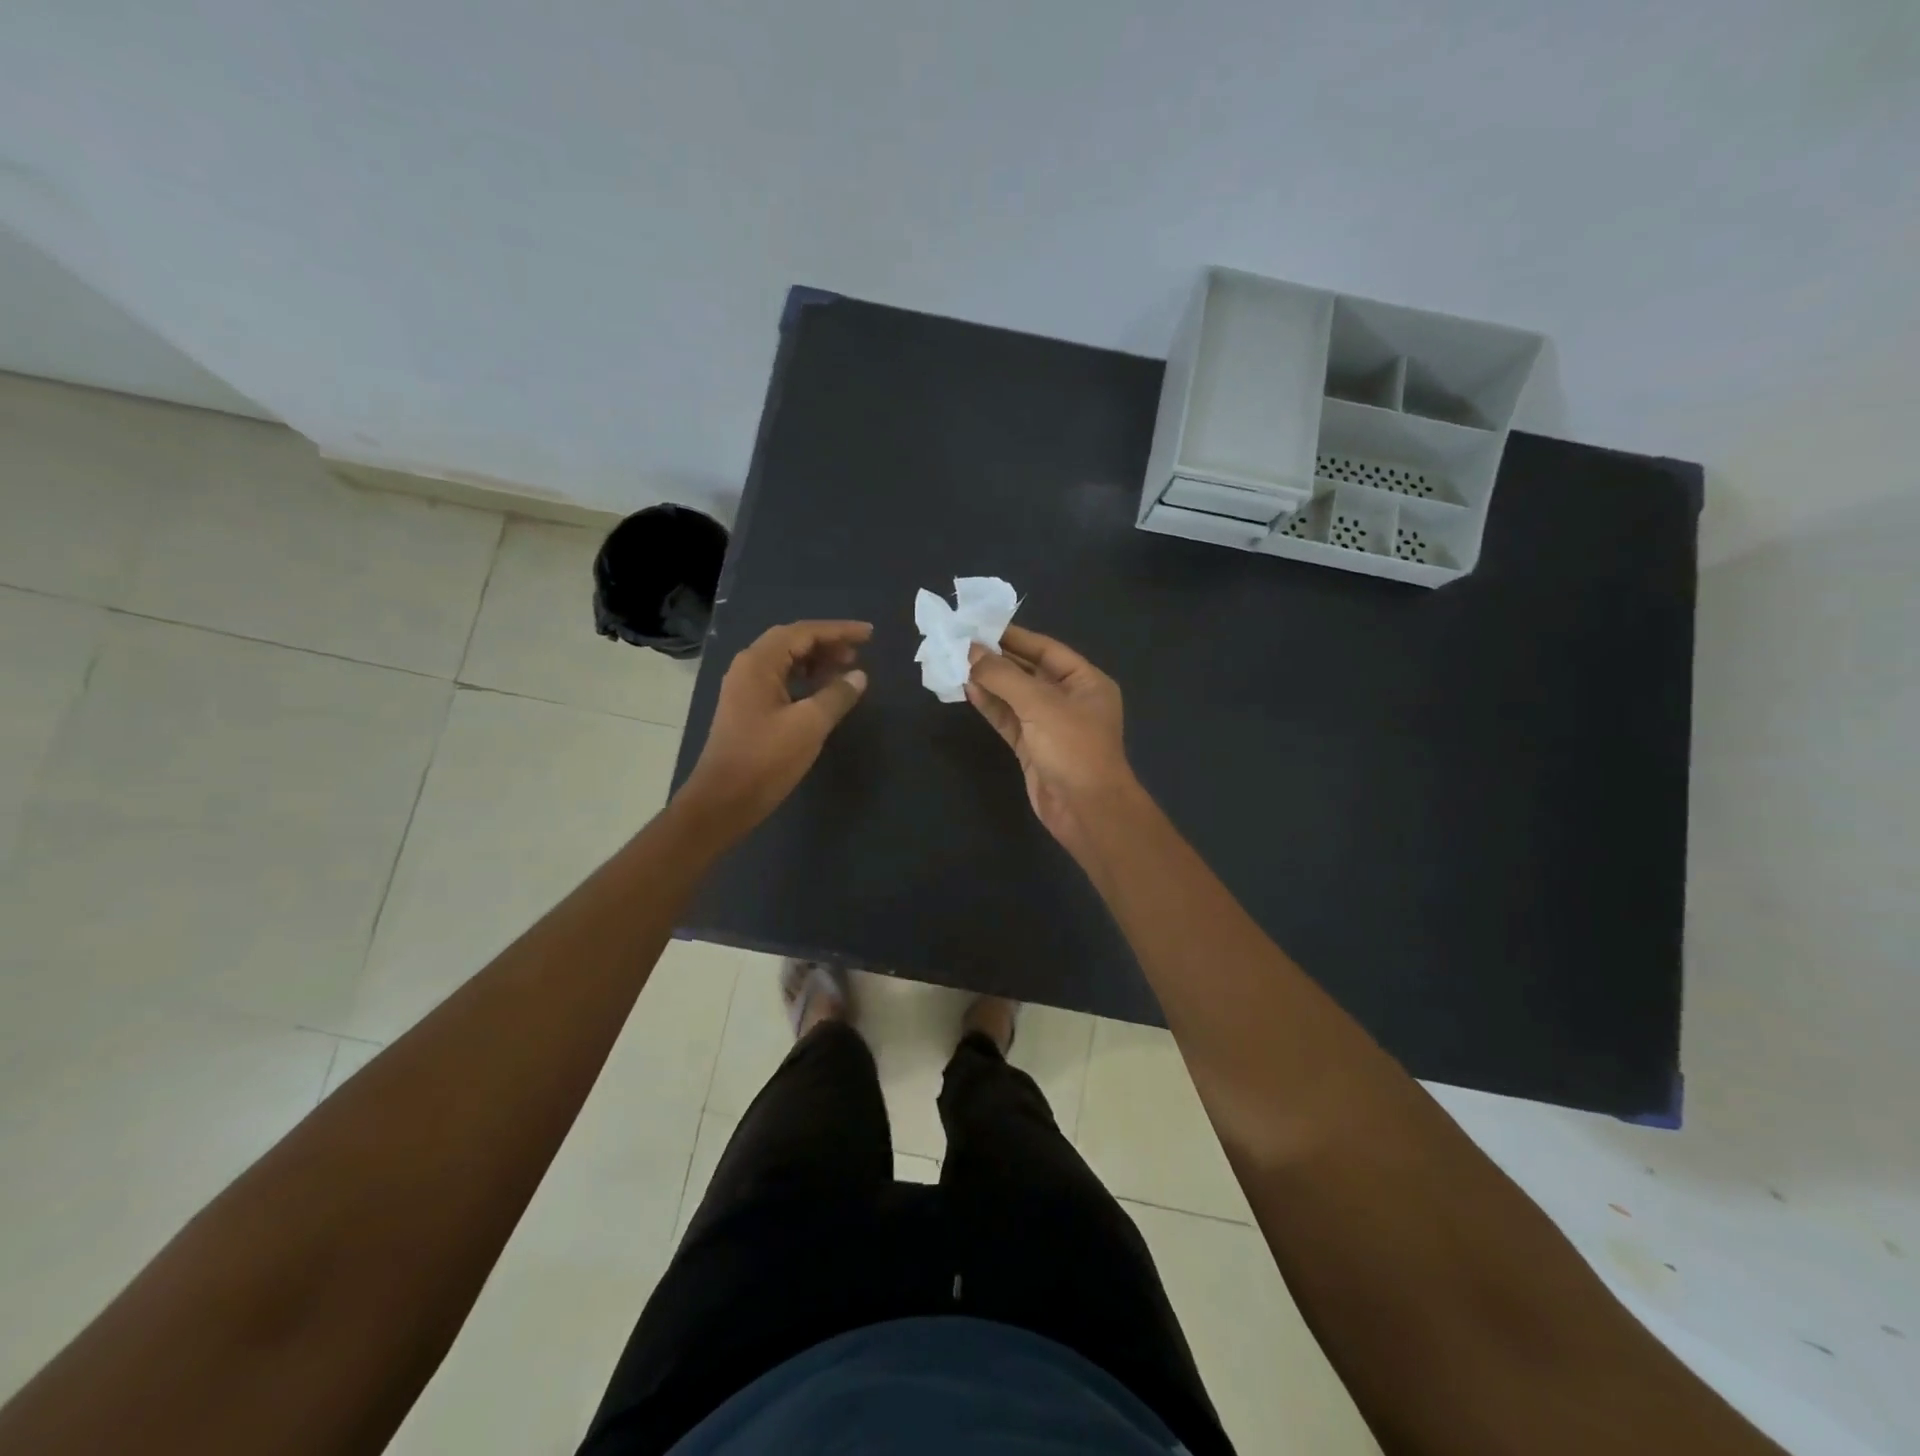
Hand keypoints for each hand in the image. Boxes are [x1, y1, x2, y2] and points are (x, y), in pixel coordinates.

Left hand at [680, 620, 871, 837]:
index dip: (838, 630)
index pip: (803, 632)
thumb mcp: (809, 725)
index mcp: (758, 663)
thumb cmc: (766, 759)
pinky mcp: (748, 709)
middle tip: (859, 652)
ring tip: (847, 669)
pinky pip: (781, 680)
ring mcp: (745, 689)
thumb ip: (837, 695)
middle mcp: (748, 668)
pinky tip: (823, 692)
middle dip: (827, 643)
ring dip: (817, 661)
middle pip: (792, 642)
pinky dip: (805, 679)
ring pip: (786, 661)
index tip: (869, 634)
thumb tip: (858, 675)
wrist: (724, 801)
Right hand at [965, 626, 1138, 860]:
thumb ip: (1004, 676)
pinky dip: (990, 705)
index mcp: (1086, 681)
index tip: (980, 625)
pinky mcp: (1032, 748)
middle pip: (1029, 671)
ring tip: (957, 664)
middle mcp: (1069, 699)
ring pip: (1015, 696)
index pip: (1046, 649)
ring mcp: (1050, 725)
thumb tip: (971, 651)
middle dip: (997, 659)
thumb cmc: (1073, 748)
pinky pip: (1009, 719)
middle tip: (961, 643)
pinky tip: (967, 690)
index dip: (1014, 637)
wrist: (1086, 810)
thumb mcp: (1040, 704)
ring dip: (989, 682)